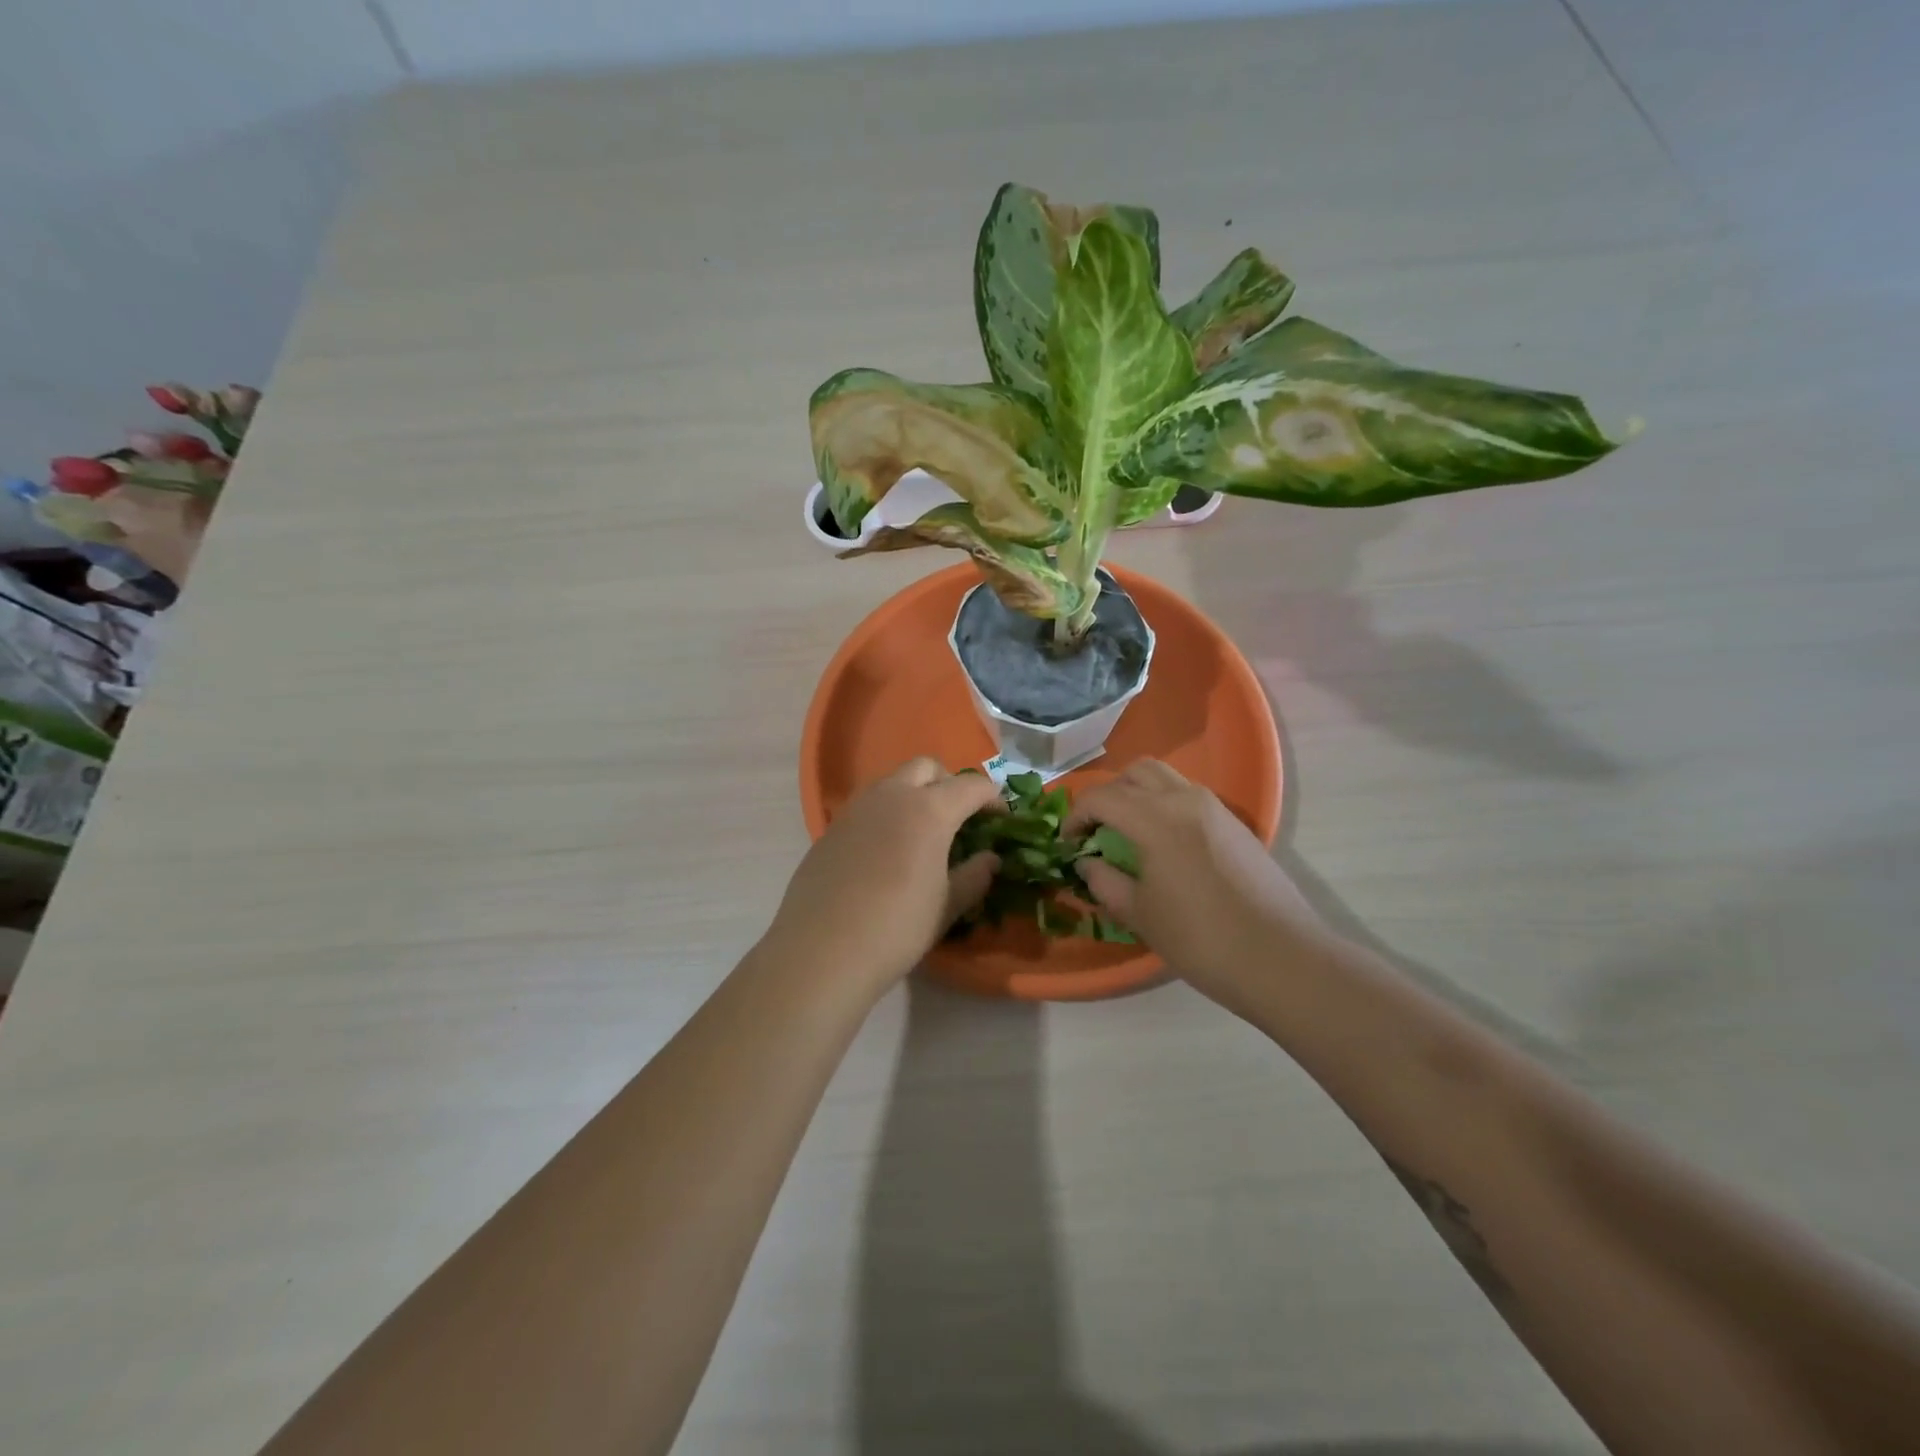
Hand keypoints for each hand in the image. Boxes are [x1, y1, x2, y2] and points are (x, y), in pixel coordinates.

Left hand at [765, 758, 1002, 997]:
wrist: (821, 950)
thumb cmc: (896, 928)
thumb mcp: (946, 906)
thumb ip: (974, 876)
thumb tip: (991, 859)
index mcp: (929, 810)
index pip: (971, 786)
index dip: (992, 798)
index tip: (1003, 817)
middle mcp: (892, 796)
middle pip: (927, 768)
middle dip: (950, 783)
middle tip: (960, 816)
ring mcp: (857, 808)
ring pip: (893, 781)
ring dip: (915, 793)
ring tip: (923, 832)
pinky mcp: (833, 827)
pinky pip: (868, 805)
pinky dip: (888, 813)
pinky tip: (888, 851)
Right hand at [1066, 760, 1329, 1004]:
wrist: (1280, 958)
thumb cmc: (1200, 939)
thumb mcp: (1139, 914)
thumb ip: (1104, 881)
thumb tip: (1088, 861)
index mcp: (1154, 818)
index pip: (1101, 797)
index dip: (1075, 817)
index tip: (1069, 844)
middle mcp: (1184, 799)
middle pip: (1135, 773)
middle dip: (1109, 795)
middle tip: (1098, 830)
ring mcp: (1215, 808)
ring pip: (1166, 778)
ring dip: (1139, 795)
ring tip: (1130, 834)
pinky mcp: (1236, 823)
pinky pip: (1190, 796)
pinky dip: (1166, 805)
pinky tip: (1167, 846)